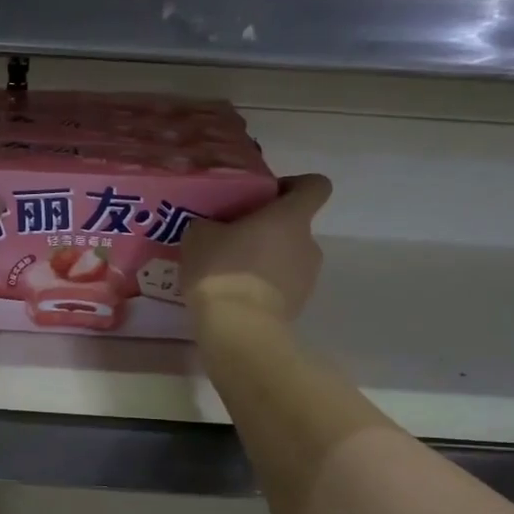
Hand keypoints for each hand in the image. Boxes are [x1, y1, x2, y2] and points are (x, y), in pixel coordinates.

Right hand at [181, 174, 332, 323]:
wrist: (238, 328)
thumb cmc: (222, 269)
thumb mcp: (199, 236)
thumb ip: (211, 224)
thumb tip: (212, 229)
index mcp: (291, 217)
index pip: (315, 186)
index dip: (295, 185)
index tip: (267, 195)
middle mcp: (308, 243)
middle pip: (294, 226)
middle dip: (267, 230)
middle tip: (232, 239)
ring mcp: (308, 278)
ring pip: (287, 258)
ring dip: (265, 260)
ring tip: (230, 273)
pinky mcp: (299, 306)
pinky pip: (281, 286)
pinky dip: (263, 287)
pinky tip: (235, 296)